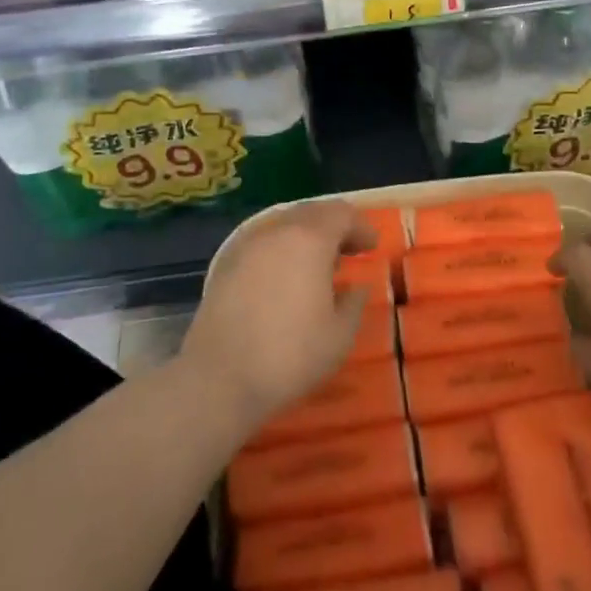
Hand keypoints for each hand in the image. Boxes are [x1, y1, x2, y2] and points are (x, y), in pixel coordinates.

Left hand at [180, 200, 374, 432]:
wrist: (218, 378)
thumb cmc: (289, 355)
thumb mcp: (339, 336)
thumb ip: (354, 303)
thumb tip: (355, 287)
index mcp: (310, 239)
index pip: (342, 213)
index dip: (360, 226)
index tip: (371, 246)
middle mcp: (277, 231)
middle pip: (312, 212)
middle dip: (334, 226)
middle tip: (349, 250)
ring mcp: (247, 245)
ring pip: (284, 225)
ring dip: (306, 236)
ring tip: (318, 265)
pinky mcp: (226, 264)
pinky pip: (263, 243)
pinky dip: (282, 249)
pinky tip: (285, 278)